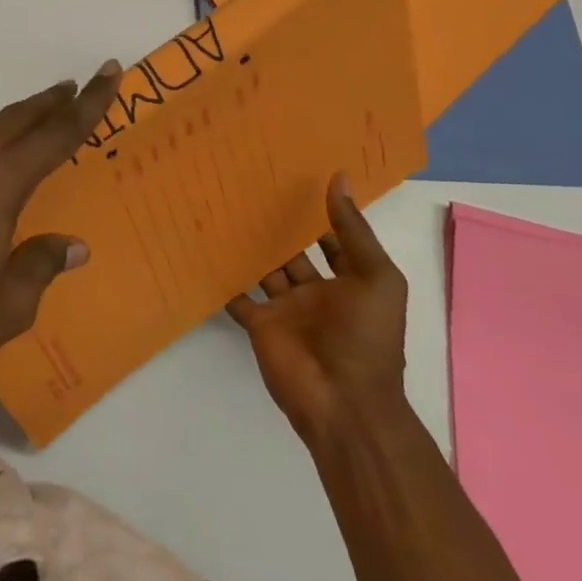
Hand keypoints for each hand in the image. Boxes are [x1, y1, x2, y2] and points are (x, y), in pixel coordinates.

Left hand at [0, 62, 122, 400]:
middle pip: (12, 120)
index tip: (109, 71)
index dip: (87, 103)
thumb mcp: (7, 308)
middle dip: (46, 103)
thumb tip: (70, 245)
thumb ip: (40, 265)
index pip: (53, 135)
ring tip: (28, 122)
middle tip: (71, 91)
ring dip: (7, 121)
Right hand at [227, 173, 408, 436]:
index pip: (329, 240)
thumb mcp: (377, 278)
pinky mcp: (260, 323)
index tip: (292, 179)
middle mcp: (315, 292)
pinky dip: (223, 277)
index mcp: (348, 282)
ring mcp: (285, 308)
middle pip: (291, 251)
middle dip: (276, 225)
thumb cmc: (367, 338)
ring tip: (222, 204)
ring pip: (263, 268)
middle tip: (247, 184)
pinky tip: (204, 247)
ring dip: (247, 244)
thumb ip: (354, 230)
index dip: (317, 214)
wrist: (344, 403)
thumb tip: (340, 177)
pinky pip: (237, 295)